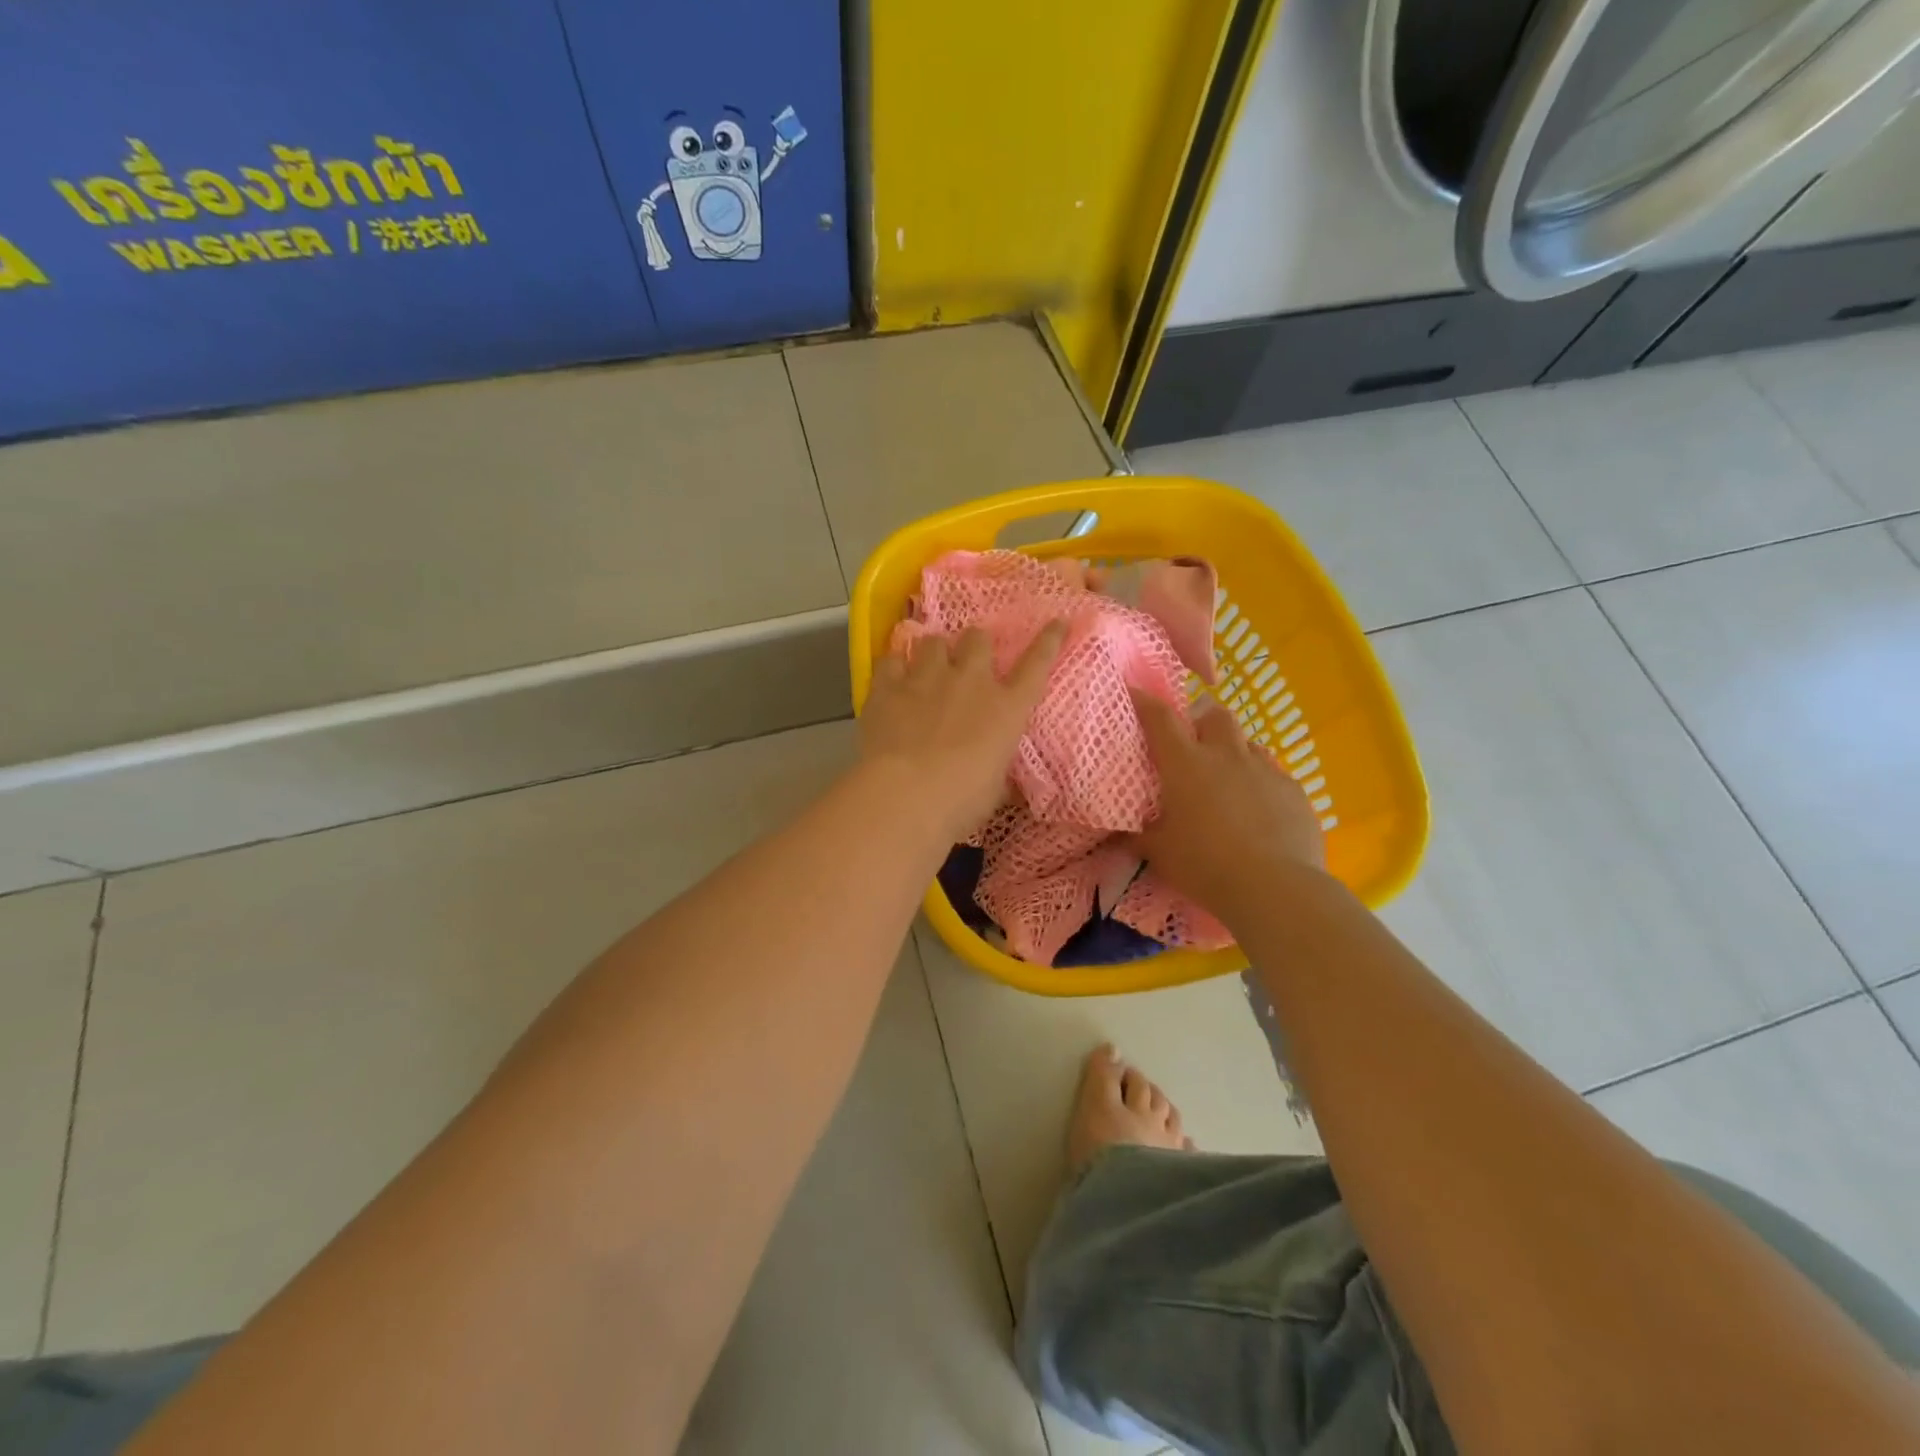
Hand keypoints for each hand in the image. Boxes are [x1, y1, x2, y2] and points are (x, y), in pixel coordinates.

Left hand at [860, 622, 1065, 840]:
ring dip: (934, 652)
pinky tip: (892, 678)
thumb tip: (1000, 776)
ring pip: (933, 641)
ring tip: (927, 667)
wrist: (904, 796)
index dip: (1048, 641)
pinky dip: (894, 666)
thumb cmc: (960, 802)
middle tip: (968, 660)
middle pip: (978, 639)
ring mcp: (926, 678)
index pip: (1037, 664)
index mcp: (1007, 708)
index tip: (1057, 622)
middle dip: (975, 645)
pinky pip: (891, 659)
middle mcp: (970, 681)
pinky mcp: (888, 685)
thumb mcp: (993, 790)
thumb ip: (996, 769)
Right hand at [1128, 689, 1326, 915]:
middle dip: (1202, 721)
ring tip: (1227, 781)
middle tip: (1192, 746)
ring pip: (1247, 743)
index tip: (1134, 693)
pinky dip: (1260, 784)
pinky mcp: (1294, 790)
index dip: (1145, 702)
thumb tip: (1121, 833)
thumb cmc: (1204, 865)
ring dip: (1233, 753)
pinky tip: (1258, 811)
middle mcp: (1226, 755)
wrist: (1275, 888)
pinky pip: (1273, 774)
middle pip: (1215, 715)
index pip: (1160, 718)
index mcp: (1185, 764)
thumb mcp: (1159, 853)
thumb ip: (1140, 836)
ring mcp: (1265, 770)